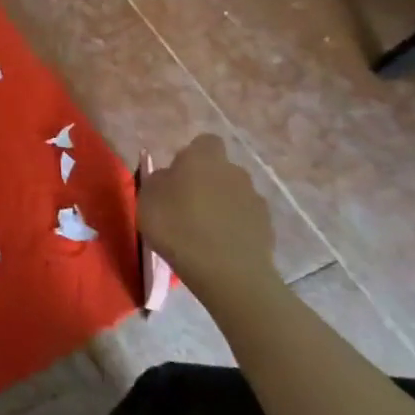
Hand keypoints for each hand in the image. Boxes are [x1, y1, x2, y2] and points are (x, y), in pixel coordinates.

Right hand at [139, 134, 276, 301]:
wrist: (227, 272)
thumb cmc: (177, 227)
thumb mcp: (147, 199)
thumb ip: (158, 180)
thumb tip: (170, 176)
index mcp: (204, 158)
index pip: (205, 142)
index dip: (192, 155)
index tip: (177, 175)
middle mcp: (234, 172)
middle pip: (220, 170)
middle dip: (206, 182)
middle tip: (186, 204)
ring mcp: (255, 199)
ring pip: (234, 194)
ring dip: (221, 205)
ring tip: (203, 230)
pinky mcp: (267, 227)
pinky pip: (245, 218)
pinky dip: (234, 226)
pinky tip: (219, 246)